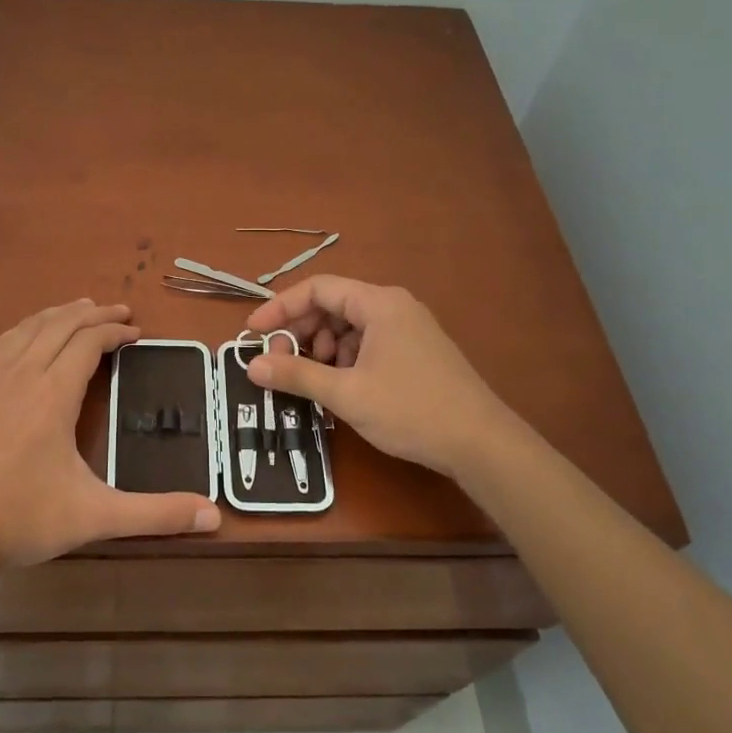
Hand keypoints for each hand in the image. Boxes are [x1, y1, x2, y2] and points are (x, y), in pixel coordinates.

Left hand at [0, 300, 219, 583]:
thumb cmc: (22, 519)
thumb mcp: (95, 516)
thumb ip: (155, 514)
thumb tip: (213, 516)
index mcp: (52, 393)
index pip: (88, 343)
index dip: (115, 332)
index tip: (136, 333)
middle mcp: (20, 375)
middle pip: (59, 326)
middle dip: (92, 314)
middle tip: (118, 312)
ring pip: (27, 329)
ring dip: (57, 315)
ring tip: (77, 310)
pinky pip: (0, 344)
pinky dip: (23, 329)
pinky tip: (25, 337)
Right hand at [245, 277, 515, 478]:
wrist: (480, 443)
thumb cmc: (411, 410)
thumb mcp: (346, 393)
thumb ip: (296, 374)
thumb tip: (251, 365)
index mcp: (378, 304)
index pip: (317, 289)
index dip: (280, 307)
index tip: (253, 333)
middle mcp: (394, 306)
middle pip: (333, 306)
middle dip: (301, 331)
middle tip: (281, 362)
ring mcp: (408, 329)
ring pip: (349, 326)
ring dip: (323, 348)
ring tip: (316, 378)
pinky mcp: (415, 351)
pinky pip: (368, 342)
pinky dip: (346, 359)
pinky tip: (343, 385)